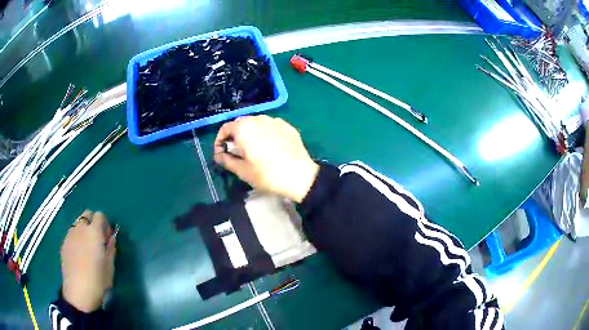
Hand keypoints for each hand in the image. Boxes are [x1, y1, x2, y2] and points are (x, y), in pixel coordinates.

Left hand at [61, 210, 115, 312]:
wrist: (79, 292)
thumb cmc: (98, 280)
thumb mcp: (110, 266)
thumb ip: (110, 248)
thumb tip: (111, 238)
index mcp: (94, 232)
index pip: (100, 215)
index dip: (105, 224)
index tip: (107, 238)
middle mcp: (80, 228)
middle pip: (87, 214)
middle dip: (93, 222)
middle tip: (97, 240)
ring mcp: (70, 235)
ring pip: (77, 223)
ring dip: (84, 229)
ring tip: (87, 247)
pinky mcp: (64, 243)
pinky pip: (71, 233)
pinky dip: (76, 238)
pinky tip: (79, 254)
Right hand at [214, 115, 318, 202]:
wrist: (300, 176)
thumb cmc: (267, 175)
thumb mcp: (242, 171)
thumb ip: (226, 160)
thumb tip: (219, 155)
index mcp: (244, 128)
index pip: (225, 128)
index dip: (220, 140)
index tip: (221, 152)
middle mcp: (258, 119)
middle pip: (241, 123)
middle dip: (235, 136)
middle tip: (236, 152)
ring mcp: (275, 121)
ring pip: (256, 123)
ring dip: (250, 133)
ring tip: (253, 149)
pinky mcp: (287, 126)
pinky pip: (271, 126)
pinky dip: (265, 133)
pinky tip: (270, 147)